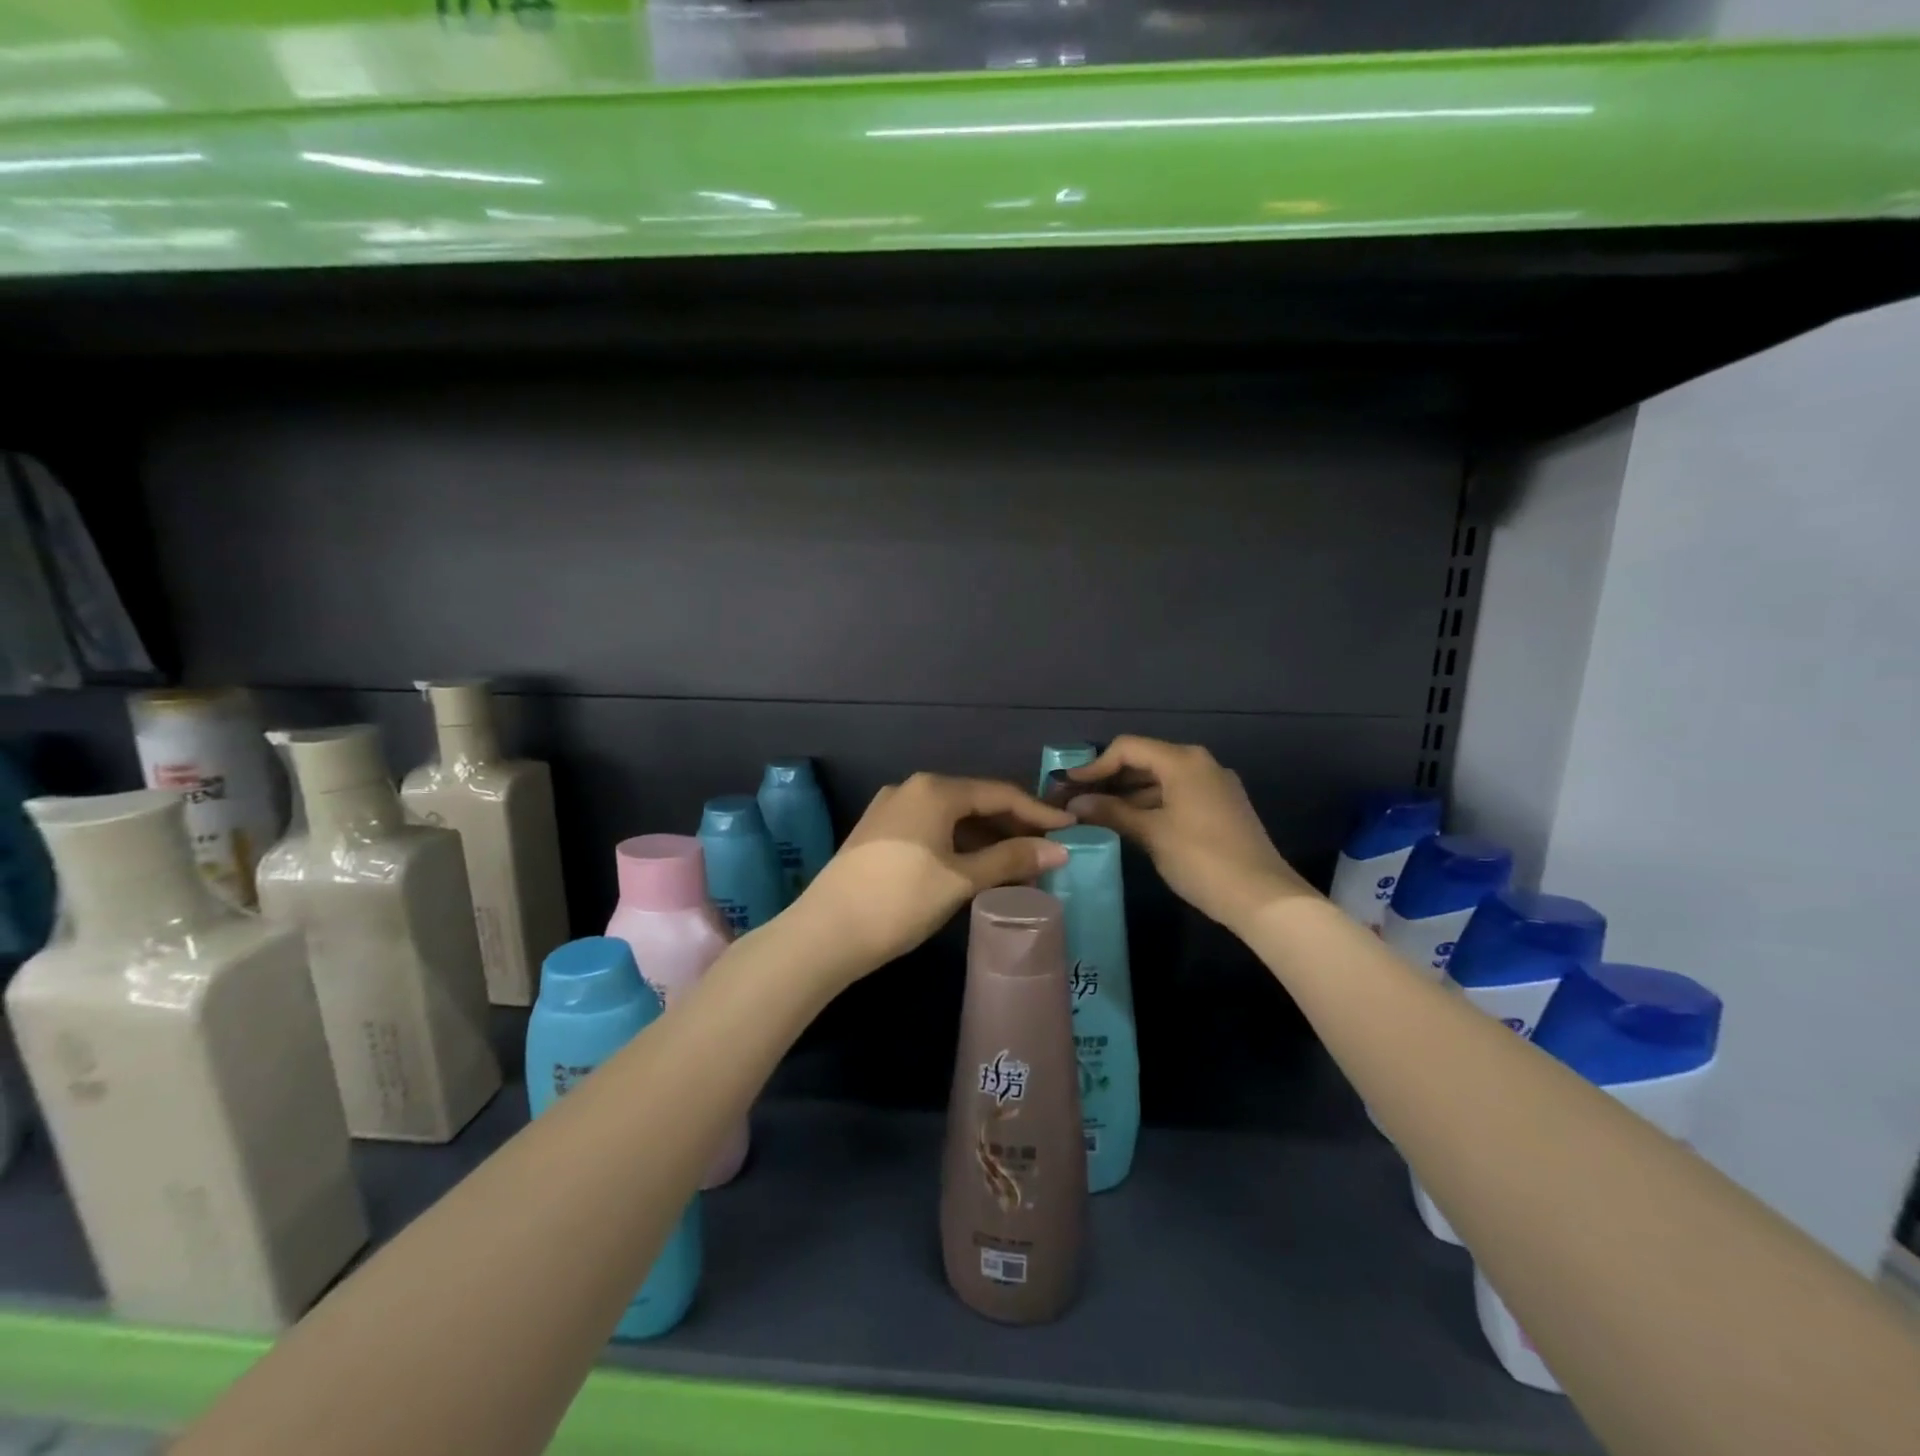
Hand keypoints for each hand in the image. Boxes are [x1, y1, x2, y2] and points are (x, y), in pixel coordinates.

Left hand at [798, 774, 1073, 977]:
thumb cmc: (901, 899)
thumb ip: (1011, 859)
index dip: (1037, 812)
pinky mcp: (878, 833)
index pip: (999, 793)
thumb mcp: (961, 879)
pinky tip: (977, 868)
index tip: (1068, 830)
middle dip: (1012, 826)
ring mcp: (890, 810)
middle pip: (975, 802)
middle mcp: (911, 788)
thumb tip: (1059, 849)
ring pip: (952, 818)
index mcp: (934, 789)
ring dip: (986, 839)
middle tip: (1047, 851)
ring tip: (1019, 864)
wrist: (825, 932)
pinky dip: (959, 845)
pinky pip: (931, 830)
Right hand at [1065, 736, 1313, 931]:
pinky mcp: (1221, 807)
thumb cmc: (1201, 858)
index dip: (1095, 765)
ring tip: (1097, 814)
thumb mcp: (1152, 833)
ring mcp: (1214, 786)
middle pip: (1145, 760)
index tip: (1069, 786)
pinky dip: (1151, 803)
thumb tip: (1076, 803)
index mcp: (1183, 761)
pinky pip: (1177, 794)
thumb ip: (1112, 812)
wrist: (1263, 897)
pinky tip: (1130, 823)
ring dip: (1129, 793)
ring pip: (1161, 779)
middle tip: (1079, 800)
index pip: (1128, 748)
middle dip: (1110, 778)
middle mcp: (1200, 764)